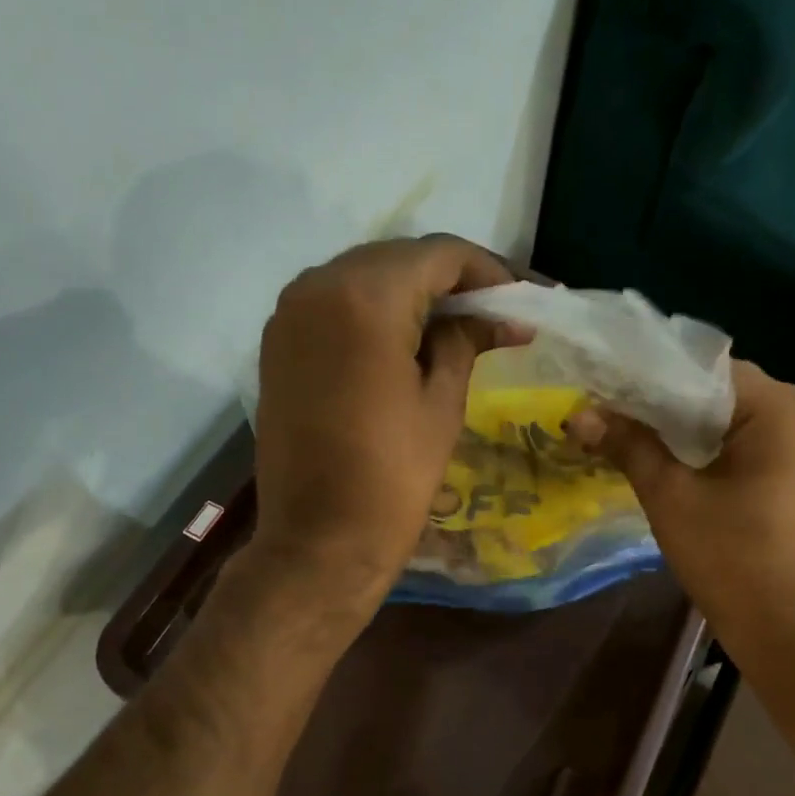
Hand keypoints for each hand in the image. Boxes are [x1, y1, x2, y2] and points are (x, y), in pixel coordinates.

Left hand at [248, 236, 517, 616]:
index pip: (438, 254)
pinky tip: (403, 341)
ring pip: (363, 277)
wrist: (319, 540)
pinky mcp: (277, 343)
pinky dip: (372, 312)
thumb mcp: (441, 403)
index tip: (517, 301)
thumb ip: (466, 341)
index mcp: (365, 297)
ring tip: (453, 327)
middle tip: (491, 315)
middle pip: (398, 259)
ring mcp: (289, 313)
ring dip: (410, 293)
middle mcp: (317, 285)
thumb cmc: (392, 478)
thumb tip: (500, 317)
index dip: (486, 271)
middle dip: (448, 280)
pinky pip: (333, 304)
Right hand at [571, 363, 794, 646]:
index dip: (646, 374)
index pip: (701, 367)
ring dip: (671, 423)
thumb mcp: (670, 495)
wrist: (781, 626)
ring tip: (614, 422)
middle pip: (711, 388)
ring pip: (719, 415)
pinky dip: (694, 443)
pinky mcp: (785, 467)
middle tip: (599, 402)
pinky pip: (732, 439)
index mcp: (778, 407)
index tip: (600, 380)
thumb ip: (627, 445)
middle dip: (655, 399)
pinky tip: (650, 450)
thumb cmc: (730, 557)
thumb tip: (577, 413)